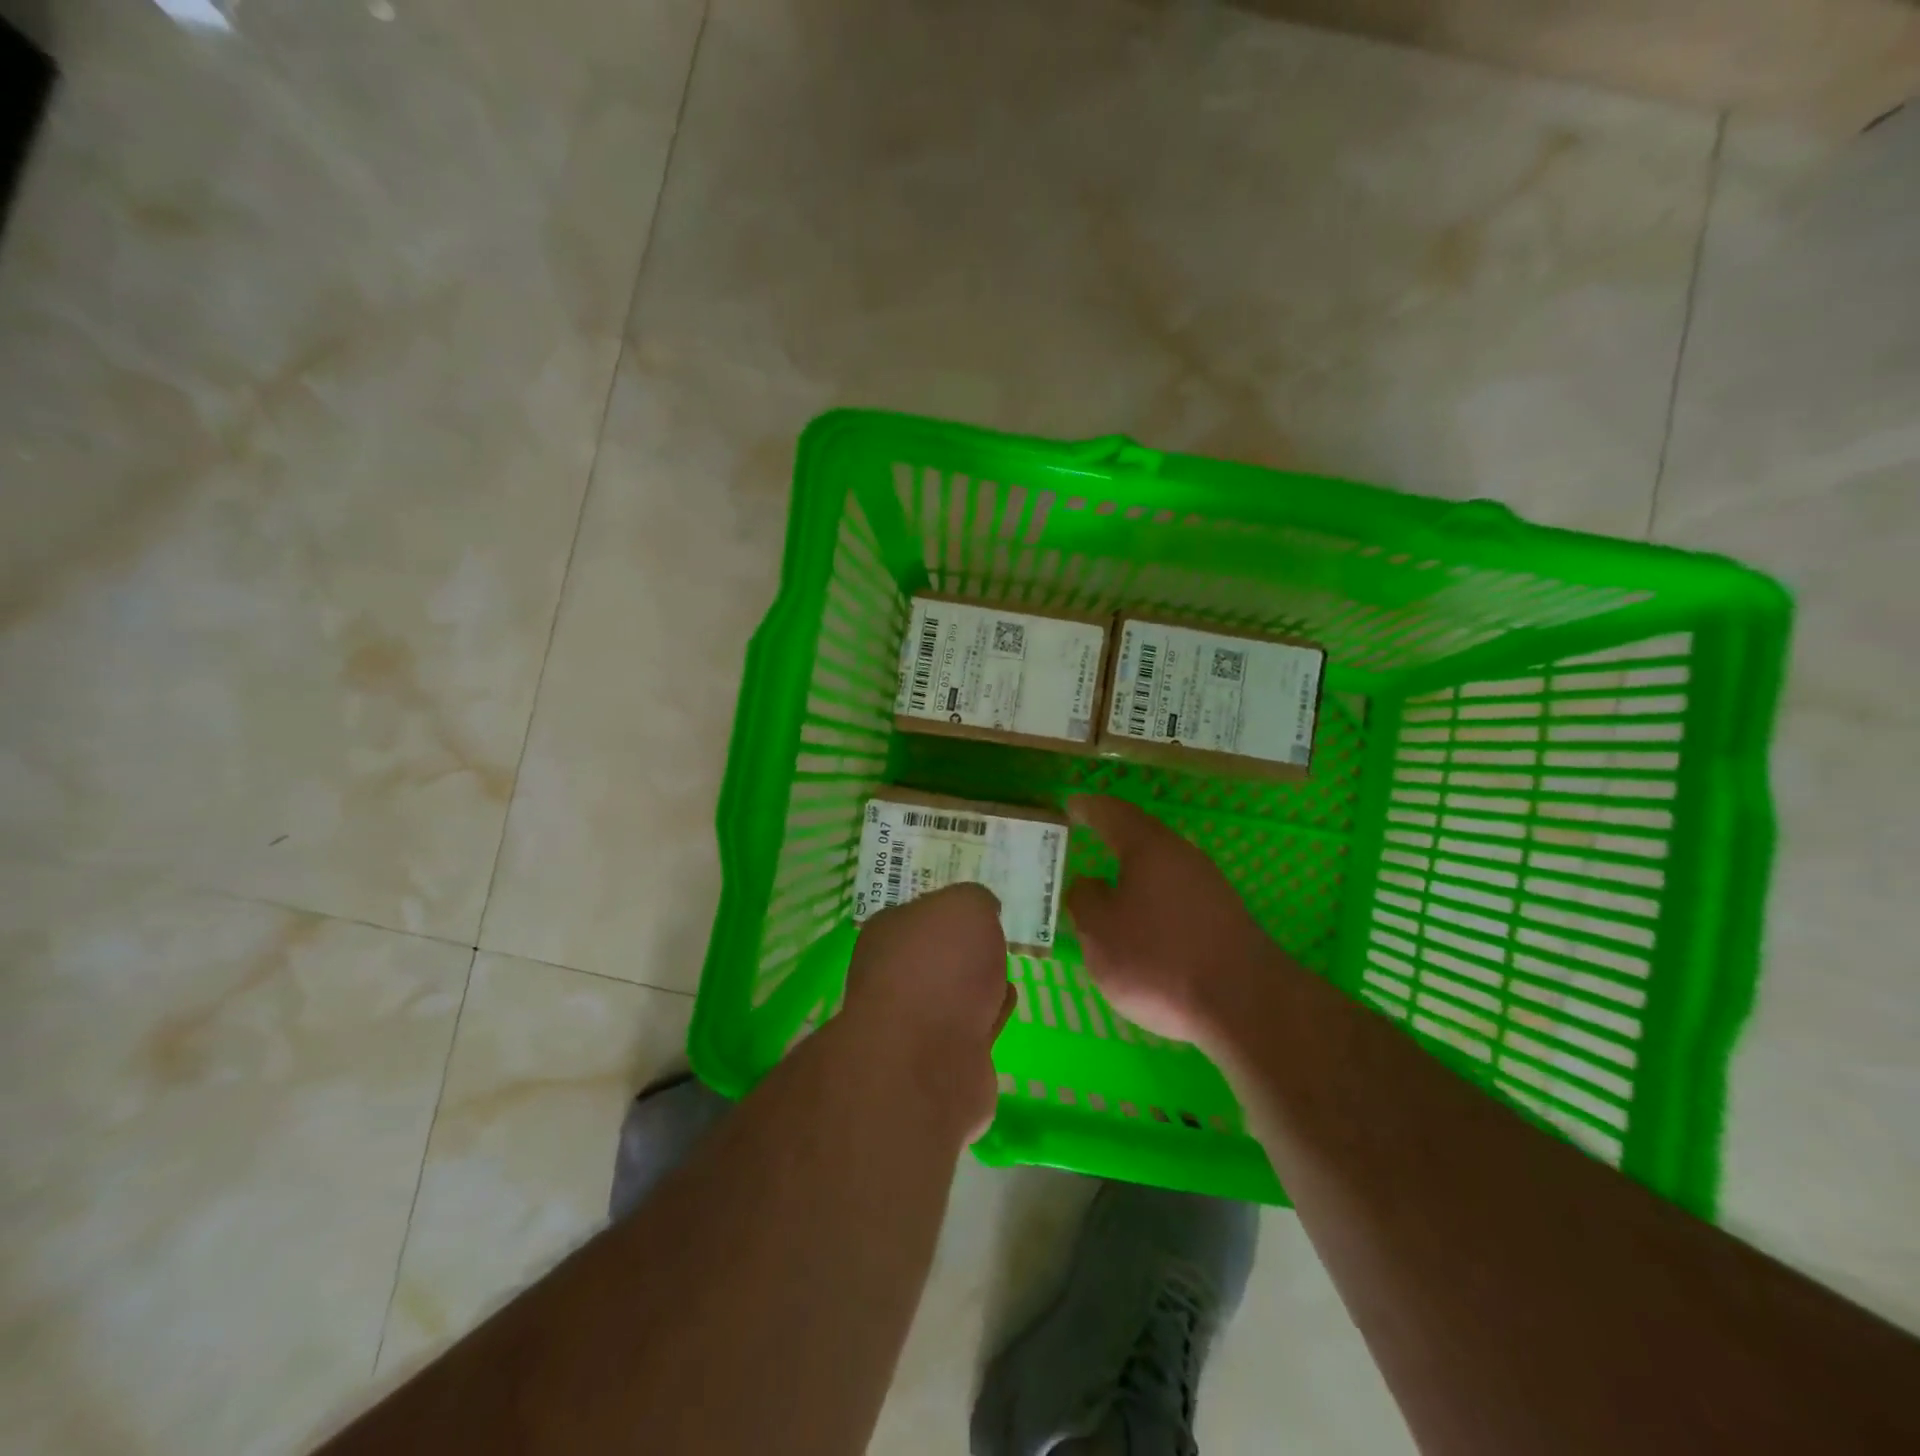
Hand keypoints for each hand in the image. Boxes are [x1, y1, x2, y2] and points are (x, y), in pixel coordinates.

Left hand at [841, 882, 1013, 1139]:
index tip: (981, 910)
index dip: (952, 910)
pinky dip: (987, 1020)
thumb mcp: (966, 906)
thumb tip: (983, 910)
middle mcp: (893, 975)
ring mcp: (913, 1023)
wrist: (928, 1058)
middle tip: (996, 942)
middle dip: (967, 952)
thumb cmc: (940, 965)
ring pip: (954, 995)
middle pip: (937, 956)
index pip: (921, 913)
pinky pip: (971, 1031)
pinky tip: (1001, 1010)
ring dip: (979, 988)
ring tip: (1002, 976)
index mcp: (889, 932)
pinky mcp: (939, 1062)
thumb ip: (976, 900)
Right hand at [1065, 795, 1283, 1045]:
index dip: (1088, 808)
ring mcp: (1210, 886)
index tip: (1070, 805)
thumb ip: (1084, 900)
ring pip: (1163, 869)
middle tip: (1087, 840)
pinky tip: (1146, 925)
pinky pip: (1178, 896)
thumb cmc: (1159, 959)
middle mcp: (1183, 856)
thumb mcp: (1099, 932)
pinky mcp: (1225, 918)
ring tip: (1111, 888)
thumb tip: (1088, 884)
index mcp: (1148, 847)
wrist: (1245, 1004)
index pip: (1112, 813)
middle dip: (1114, 838)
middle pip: (1142, 838)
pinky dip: (1155, 901)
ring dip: (1136, 874)